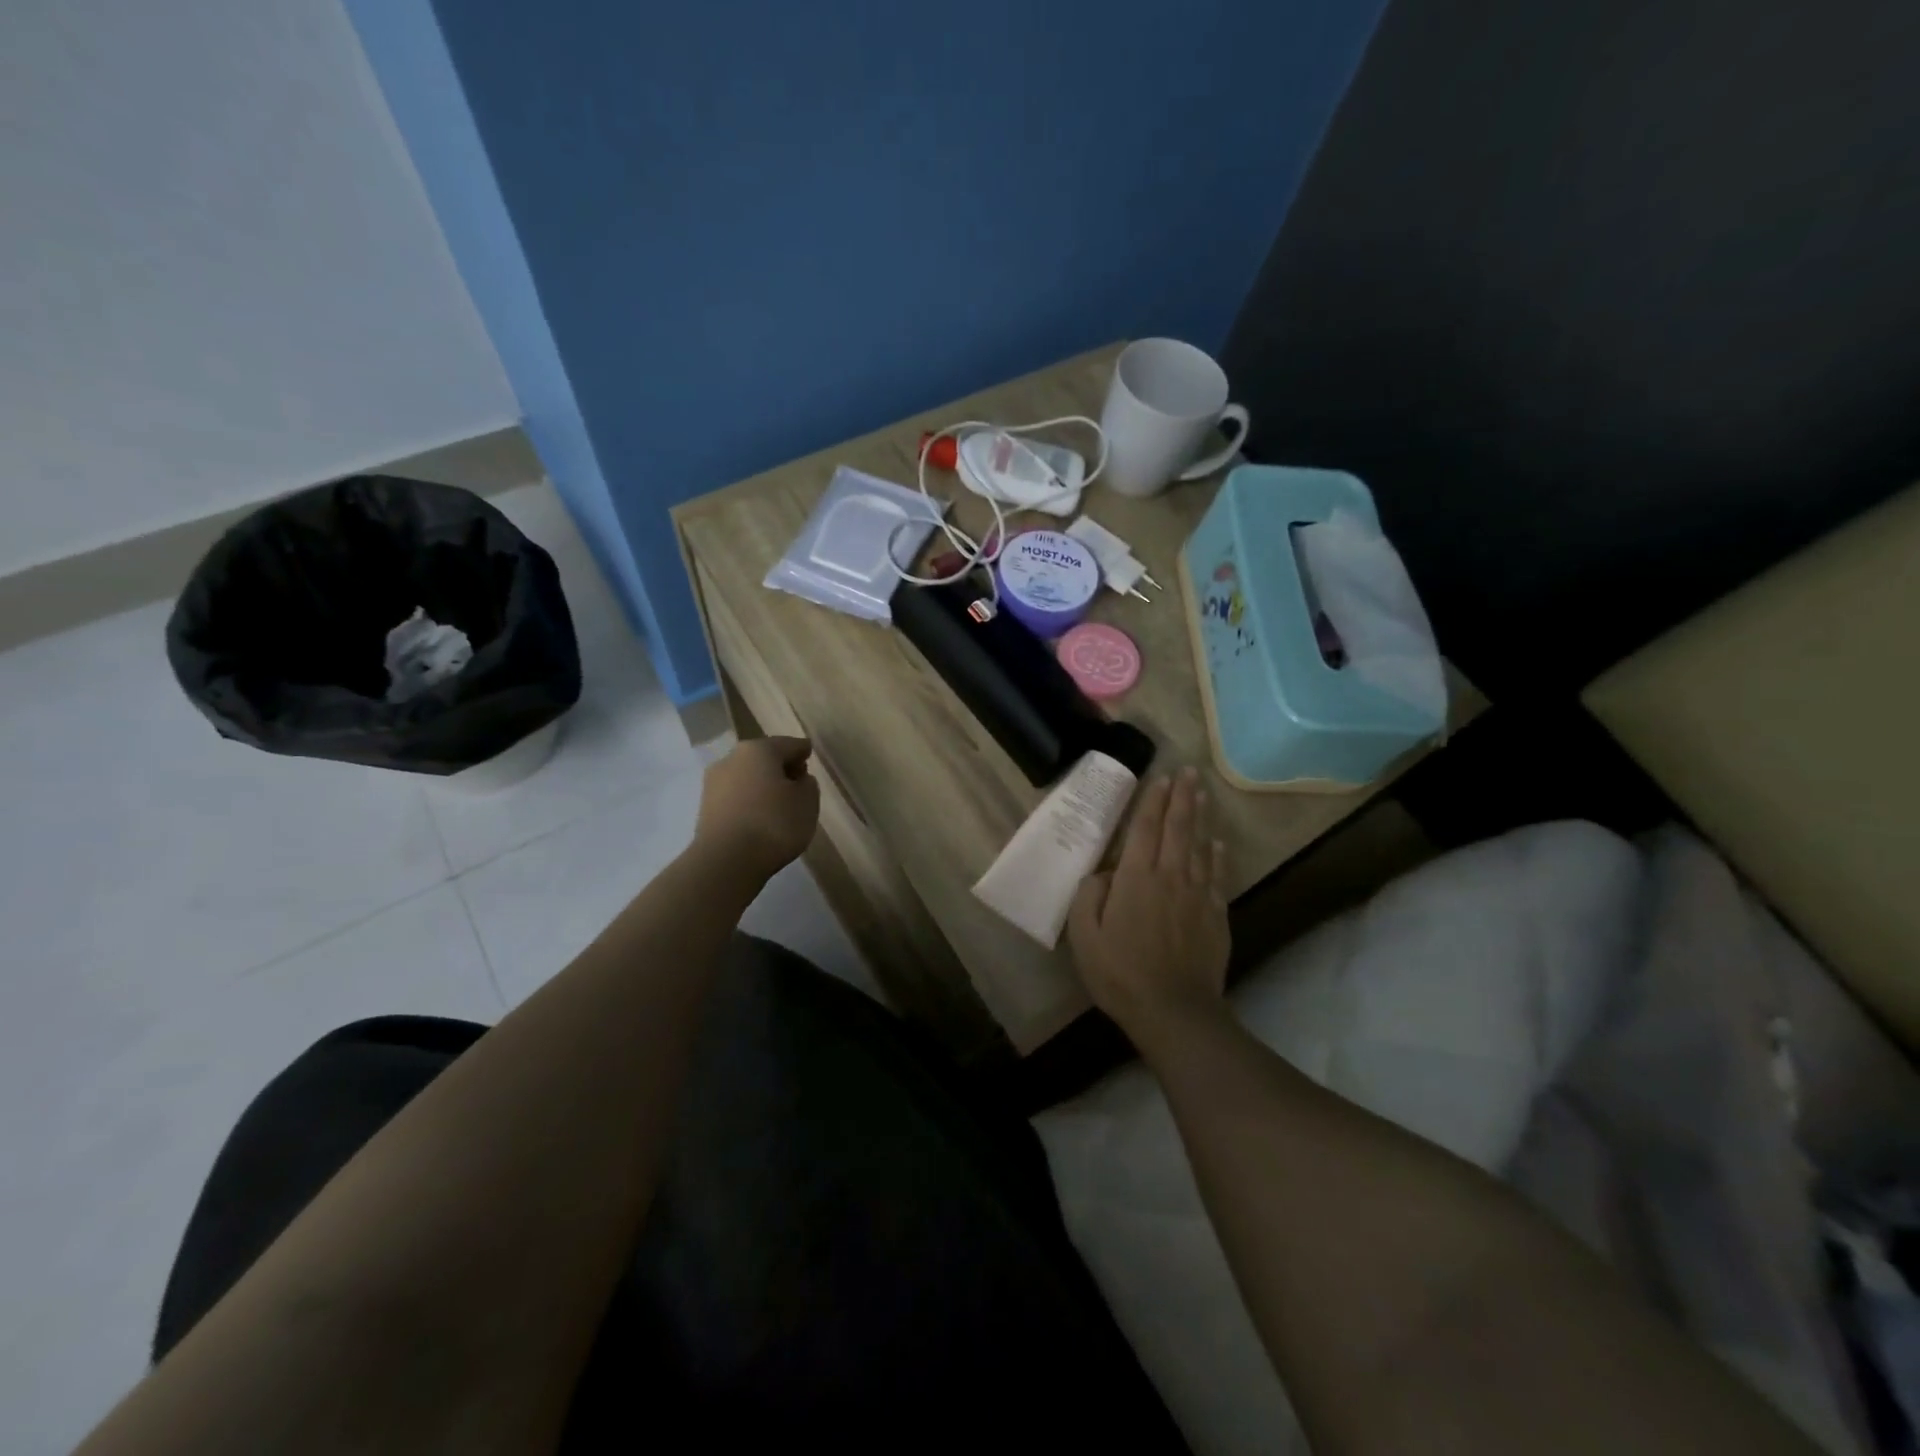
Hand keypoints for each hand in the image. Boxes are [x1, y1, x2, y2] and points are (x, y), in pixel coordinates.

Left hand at [693, 736, 820, 881]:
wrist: (726, 862)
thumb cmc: (774, 824)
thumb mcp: (807, 802)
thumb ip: (808, 785)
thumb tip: (797, 780)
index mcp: (759, 750)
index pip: (789, 744)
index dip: (803, 750)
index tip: (810, 755)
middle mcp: (732, 758)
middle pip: (764, 758)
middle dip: (781, 767)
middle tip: (798, 781)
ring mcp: (714, 783)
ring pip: (747, 777)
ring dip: (763, 785)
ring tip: (780, 804)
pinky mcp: (705, 808)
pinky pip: (736, 797)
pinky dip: (749, 802)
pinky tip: (760, 817)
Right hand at [1068, 767, 1229, 1046]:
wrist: (1174, 1010)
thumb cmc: (1120, 972)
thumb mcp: (1084, 935)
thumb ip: (1089, 895)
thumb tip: (1103, 873)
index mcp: (1136, 878)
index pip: (1145, 829)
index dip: (1152, 802)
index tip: (1161, 778)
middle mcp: (1170, 877)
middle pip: (1177, 828)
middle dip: (1182, 797)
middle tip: (1188, 771)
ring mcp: (1197, 895)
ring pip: (1200, 846)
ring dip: (1200, 817)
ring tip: (1202, 793)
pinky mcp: (1215, 916)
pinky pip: (1216, 876)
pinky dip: (1217, 856)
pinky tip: (1218, 844)